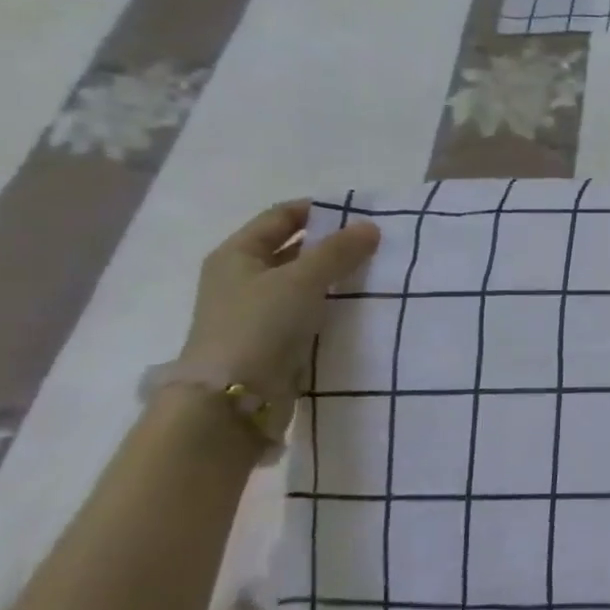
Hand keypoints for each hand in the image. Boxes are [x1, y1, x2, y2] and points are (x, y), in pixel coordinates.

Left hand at [177, 202, 380, 399]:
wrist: (235, 398)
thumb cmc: (260, 325)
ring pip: (302, 283)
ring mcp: (256, 312)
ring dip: (333, 277)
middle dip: (331, 245)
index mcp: (236, 255)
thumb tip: (370, 227)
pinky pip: (307, 312)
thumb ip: (338, 251)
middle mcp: (242, 279)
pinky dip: (330, 306)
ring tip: (374, 274)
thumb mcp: (302, 279)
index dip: (317, 210)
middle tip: (374, 245)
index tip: (358, 214)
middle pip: (292, 250)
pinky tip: (359, 307)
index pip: (280, 217)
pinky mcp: (273, 341)